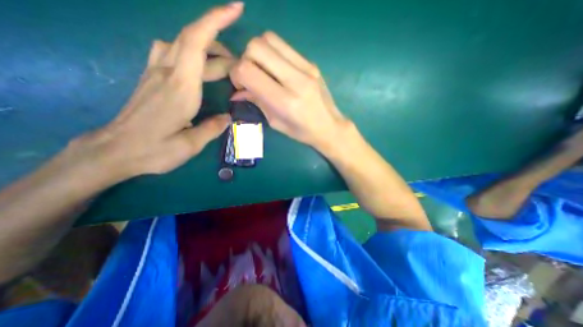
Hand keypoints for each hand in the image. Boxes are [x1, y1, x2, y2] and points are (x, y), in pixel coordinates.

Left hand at [71, 2, 243, 180]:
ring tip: (222, 65)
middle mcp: (166, 72)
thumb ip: (212, 128)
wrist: (114, 150)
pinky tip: (197, 66)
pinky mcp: (151, 77)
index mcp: (181, 87)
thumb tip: (228, 118)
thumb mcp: (191, 144)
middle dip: (221, 47)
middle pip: (193, 41)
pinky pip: (169, 51)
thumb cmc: (154, 150)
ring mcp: (155, 72)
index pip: (197, 42)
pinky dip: (188, 51)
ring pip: (180, 43)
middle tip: (240, 68)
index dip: (216, 20)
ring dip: (206, 48)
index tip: (236, 8)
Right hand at [231, 31, 349, 147]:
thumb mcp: (276, 123)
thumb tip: (237, 91)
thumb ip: (257, 102)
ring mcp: (306, 68)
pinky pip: (284, 46)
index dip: (236, 74)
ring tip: (263, 70)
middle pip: (256, 47)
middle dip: (245, 59)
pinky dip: (273, 53)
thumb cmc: (302, 132)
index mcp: (285, 101)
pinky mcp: (311, 63)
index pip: (248, 71)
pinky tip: (276, 69)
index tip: (240, 85)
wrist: (330, 126)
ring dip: (259, 52)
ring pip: (269, 39)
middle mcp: (296, 80)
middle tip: (251, 76)